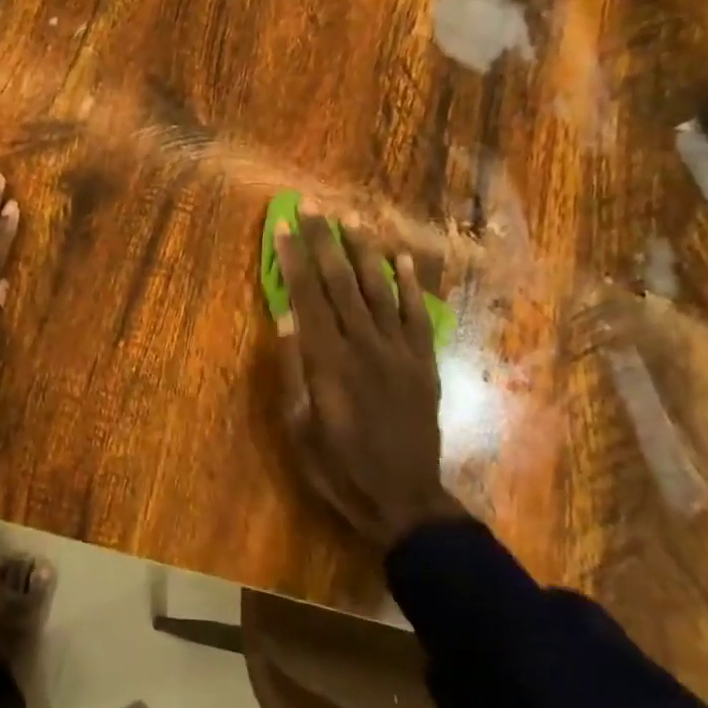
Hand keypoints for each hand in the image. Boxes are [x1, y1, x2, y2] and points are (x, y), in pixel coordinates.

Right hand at [273, 205, 465, 547]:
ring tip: (352, 219)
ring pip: (380, 289)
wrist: (404, 500)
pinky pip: (417, 315)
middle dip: (324, 242)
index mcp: (329, 362)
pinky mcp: (424, 363)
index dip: (294, 259)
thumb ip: (295, 371)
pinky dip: (410, 284)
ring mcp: (400, 352)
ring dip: (364, 251)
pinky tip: (402, 257)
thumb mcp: (300, 427)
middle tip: (312, 207)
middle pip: (341, 283)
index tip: (283, 227)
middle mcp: (365, 346)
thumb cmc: (339, 467)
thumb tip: (287, 320)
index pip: (308, 297)